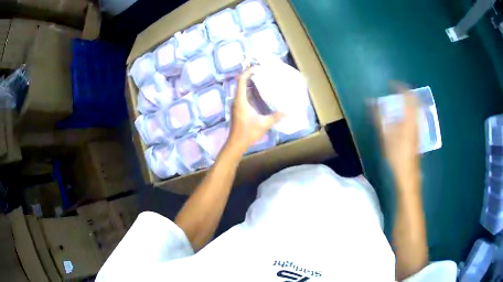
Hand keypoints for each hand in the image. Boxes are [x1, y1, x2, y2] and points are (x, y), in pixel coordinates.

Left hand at [227, 68, 284, 152]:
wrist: (236, 143)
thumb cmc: (248, 132)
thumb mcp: (263, 124)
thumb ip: (275, 117)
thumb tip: (288, 111)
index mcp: (241, 100)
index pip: (241, 80)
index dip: (248, 72)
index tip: (257, 67)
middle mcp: (236, 100)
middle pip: (241, 83)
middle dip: (250, 76)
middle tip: (262, 72)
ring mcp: (236, 105)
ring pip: (241, 89)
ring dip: (250, 83)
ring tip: (261, 79)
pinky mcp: (237, 109)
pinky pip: (242, 95)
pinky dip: (249, 91)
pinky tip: (258, 93)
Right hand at [373, 83, 418, 187]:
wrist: (408, 173)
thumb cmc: (396, 154)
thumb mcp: (385, 135)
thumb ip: (379, 116)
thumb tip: (370, 101)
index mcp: (409, 118)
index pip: (408, 96)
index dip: (400, 87)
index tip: (391, 84)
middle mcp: (417, 120)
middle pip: (415, 100)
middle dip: (406, 92)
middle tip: (396, 90)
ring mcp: (419, 127)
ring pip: (417, 107)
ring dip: (409, 100)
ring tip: (399, 100)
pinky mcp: (419, 133)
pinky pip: (416, 114)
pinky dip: (410, 109)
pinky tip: (404, 115)